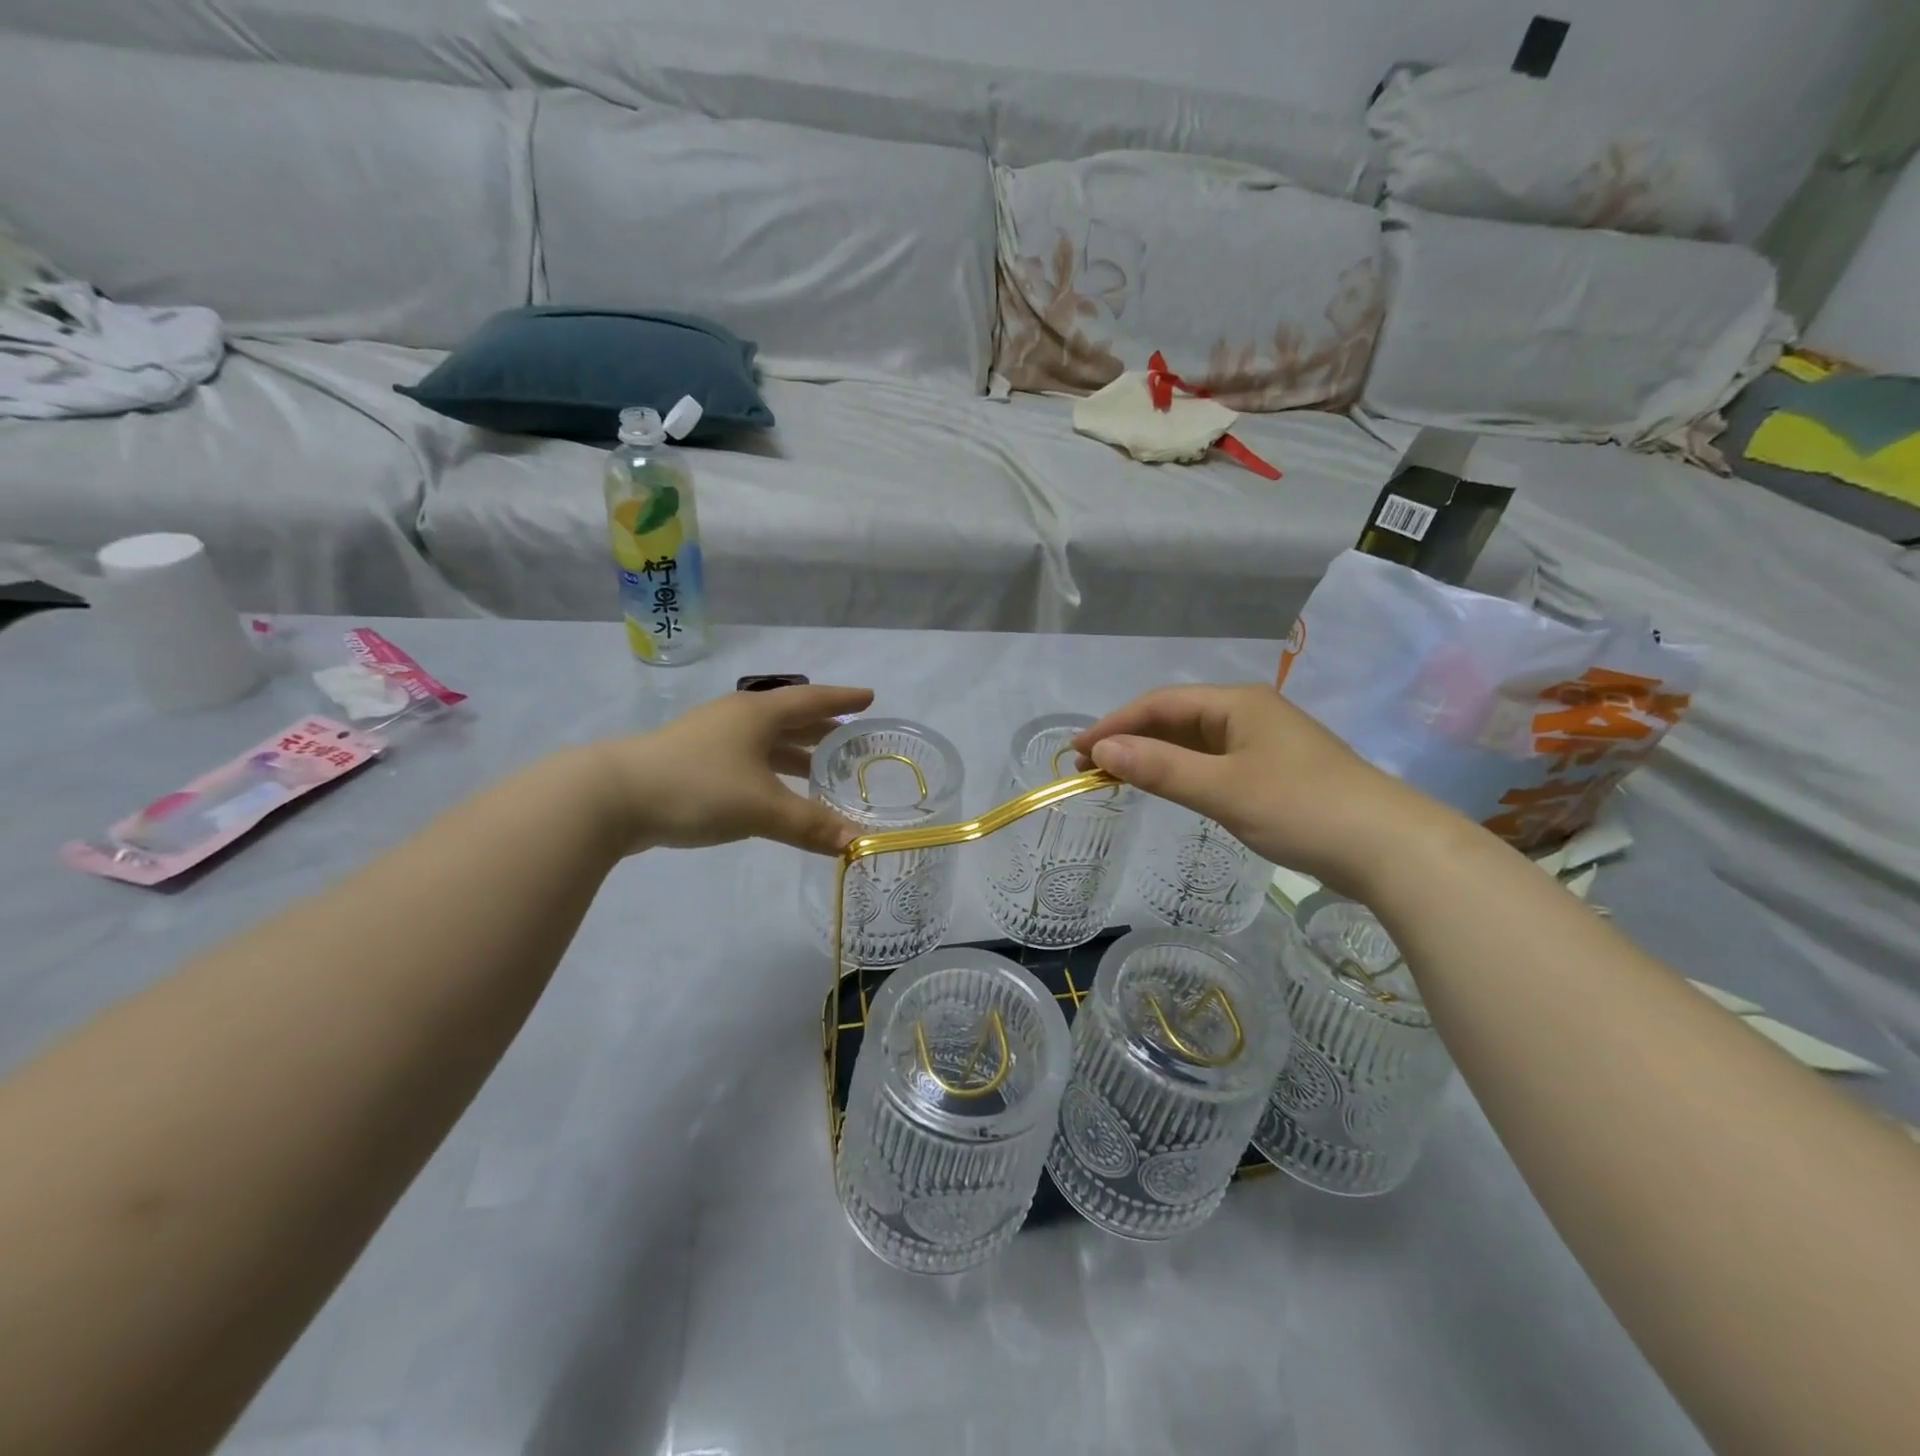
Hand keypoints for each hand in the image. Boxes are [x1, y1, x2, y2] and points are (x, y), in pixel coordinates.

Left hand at [591, 684, 874, 855]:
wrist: (611, 798)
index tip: (870, 697)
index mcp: (758, 714)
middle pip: (791, 719)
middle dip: (824, 729)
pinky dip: (772, 770)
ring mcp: (712, 739)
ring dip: (797, 753)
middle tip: (854, 741)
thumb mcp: (761, 807)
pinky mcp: (693, 762)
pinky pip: (748, 759)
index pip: (813, 701)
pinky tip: (776, 792)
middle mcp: (738, 718)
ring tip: (824, 770)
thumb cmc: (697, 787)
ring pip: (767, 741)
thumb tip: (857, 843)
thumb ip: (811, 825)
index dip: (844, 700)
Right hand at [1075, 684, 1441, 896]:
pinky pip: (1214, 762)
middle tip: (1091, 767)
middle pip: (1176, 718)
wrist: (1389, 848)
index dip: (1115, 723)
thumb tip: (1101, 750)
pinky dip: (1182, 771)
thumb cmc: (1302, 808)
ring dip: (1155, 756)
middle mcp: (1249, 713)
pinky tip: (1169, 786)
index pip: (1160, 703)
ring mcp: (1265, 743)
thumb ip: (1160, 768)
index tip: (1078, 749)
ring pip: (1195, 741)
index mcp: (1238, 704)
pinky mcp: (1275, 772)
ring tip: (1118, 777)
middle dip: (1131, 739)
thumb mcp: (1223, 789)